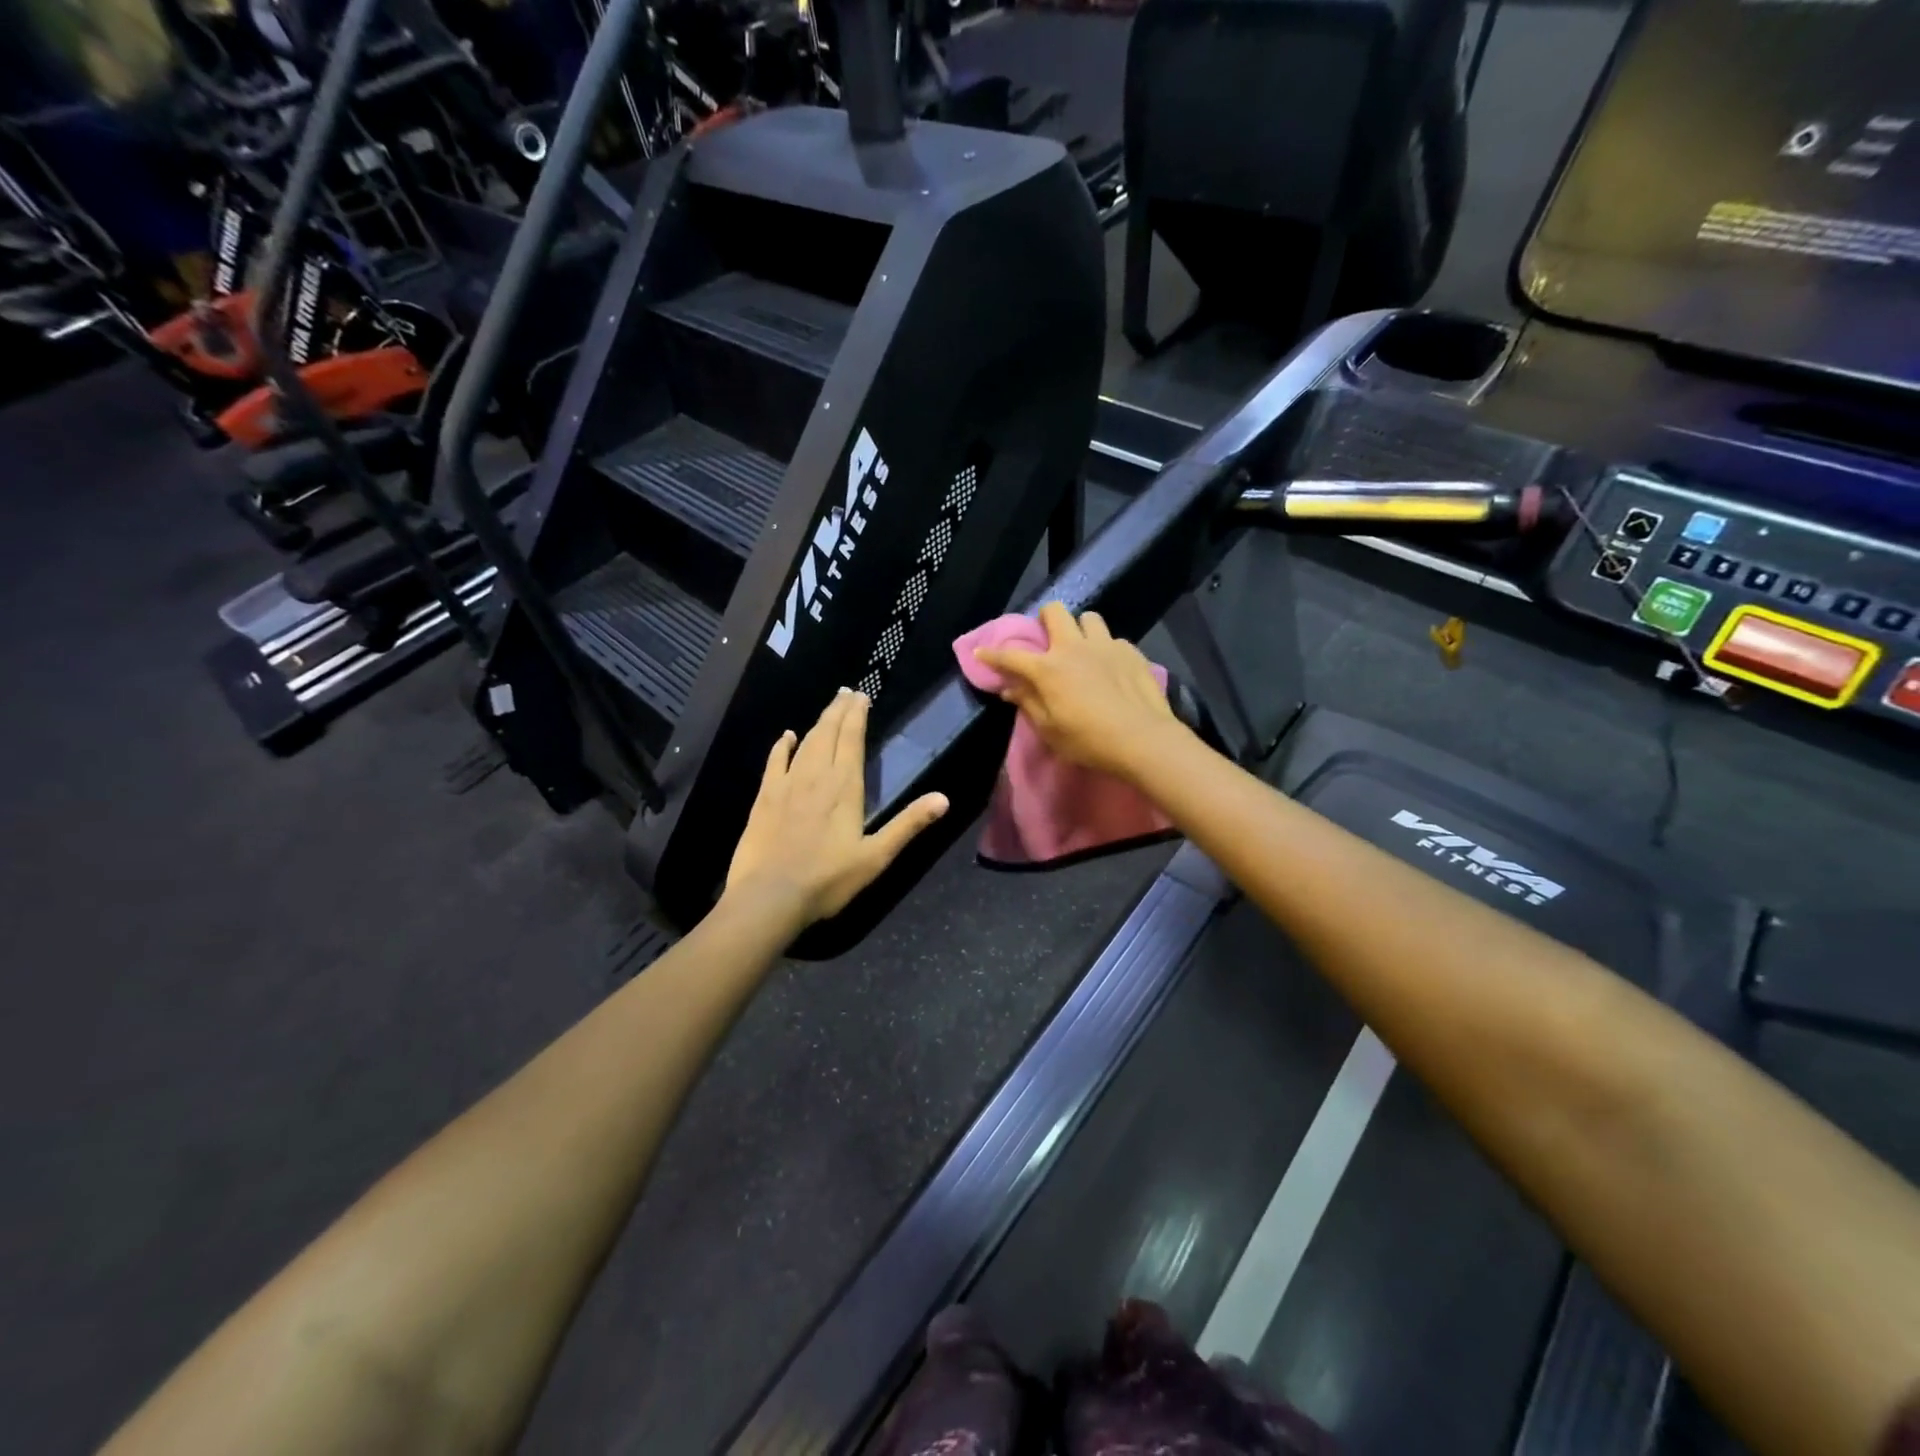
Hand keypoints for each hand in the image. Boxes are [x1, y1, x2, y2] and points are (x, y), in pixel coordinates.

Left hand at [724, 688, 949, 926]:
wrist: (770, 896)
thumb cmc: (828, 879)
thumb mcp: (877, 856)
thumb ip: (908, 825)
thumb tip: (943, 799)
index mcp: (845, 787)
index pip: (852, 740)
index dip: (857, 716)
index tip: (862, 697)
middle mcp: (816, 776)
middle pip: (829, 733)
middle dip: (839, 710)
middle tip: (847, 692)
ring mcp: (787, 784)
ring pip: (805, 742)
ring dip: (818, 722)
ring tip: (829, 707)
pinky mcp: (765, 797)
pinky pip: (775, 761)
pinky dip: (782, 746)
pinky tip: (787, 736)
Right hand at [972, 602, 1184, 782]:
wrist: (1143, 739)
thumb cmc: (1089, 740)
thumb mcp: (1051, 730)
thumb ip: (1029, 703)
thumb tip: (1010, 688)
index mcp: (1049, 668)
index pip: (1011, 655)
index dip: (992, 654)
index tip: (981, 652)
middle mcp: (1074, 647)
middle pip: (1054, 611)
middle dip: (1045, 619)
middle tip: (1047, 638)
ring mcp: (1106, 645)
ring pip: (1089, 618)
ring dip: (1081, 629)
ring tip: (1084, 649)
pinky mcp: (1131, 651)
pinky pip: (1114, 640)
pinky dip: (1107, 650)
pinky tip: (1111, 668)